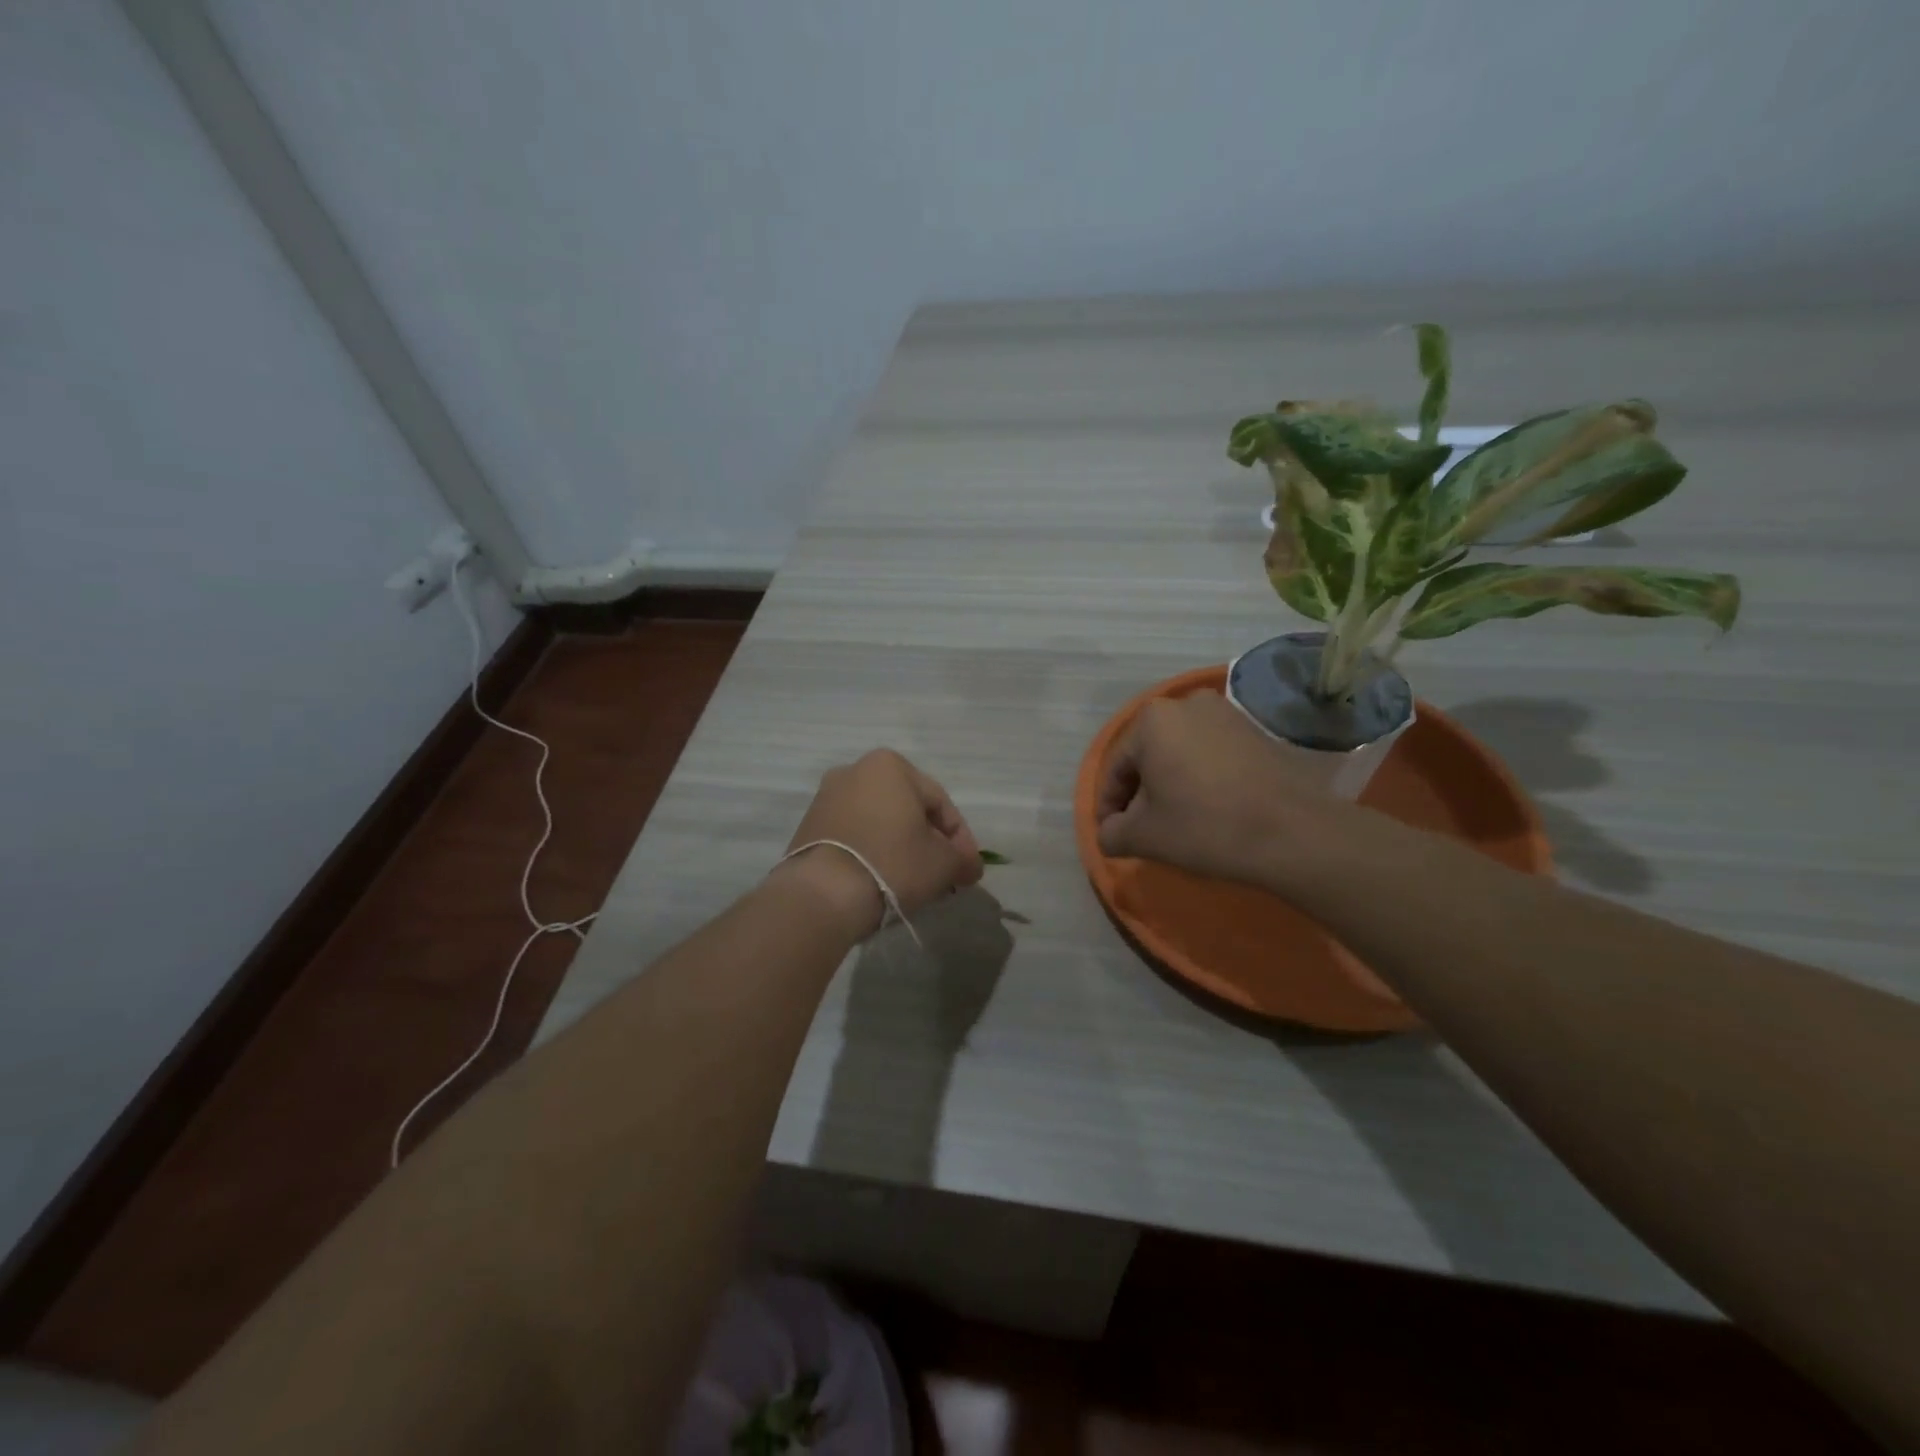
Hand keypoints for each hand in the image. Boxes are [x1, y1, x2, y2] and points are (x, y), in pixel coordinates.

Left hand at [776, 749, 983, 938]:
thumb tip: (969, 866)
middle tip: (943, 873)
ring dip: (900, 845)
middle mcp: (855, 771)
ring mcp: (826, 798)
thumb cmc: (892, 863)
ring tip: (912, 879)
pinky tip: (881, 878)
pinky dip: (872, 851)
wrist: (822, 894)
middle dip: (928, 840)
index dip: (960, 838)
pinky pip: (853, 835)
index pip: (940, 803)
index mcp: (890, 766)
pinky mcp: (808, 826)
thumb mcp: (943, 863)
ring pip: (879, 821)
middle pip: (907, 809)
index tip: (967, 868)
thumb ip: (963, 859)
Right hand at [1096, 690, 1359, 888]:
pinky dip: (1201, 778)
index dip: (1108, 806)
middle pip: (1149, 756)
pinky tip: (1208, 809)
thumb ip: (1112, 832)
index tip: (1113, 834)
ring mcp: (1226, 713)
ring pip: (1180, 753)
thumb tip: (1109, 833)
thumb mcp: (1144, 836)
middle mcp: (1186, 704)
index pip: (1116, 768)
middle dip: (1142, 793)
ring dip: (1171, 784)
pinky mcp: (1255, 730)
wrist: (1292, 832)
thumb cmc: (1204, 826)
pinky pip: (1211, 753)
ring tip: (1176, 821)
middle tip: (1143, 829)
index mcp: (1151, 720)